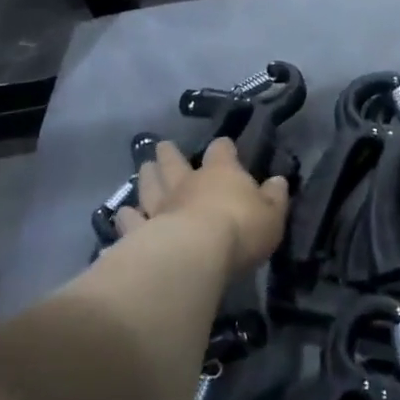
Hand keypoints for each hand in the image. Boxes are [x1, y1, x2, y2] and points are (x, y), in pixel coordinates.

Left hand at [116, 137, 289, 276]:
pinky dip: (126, 218)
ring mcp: (160, 207)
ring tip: (143, 168)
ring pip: (149, 186)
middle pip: (174, 162)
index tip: (224, 146)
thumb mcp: (272, 215)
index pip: (222, 151)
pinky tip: (121, 215)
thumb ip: (275, 197)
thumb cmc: (240, 230)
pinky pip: (131, 223)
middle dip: (170, 154)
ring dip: (147, 177)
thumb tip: (278, 181)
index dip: (223, 148)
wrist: (194, 254)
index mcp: (221, 173)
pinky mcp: (140, 232)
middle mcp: (187, 183)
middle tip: (162, 146)